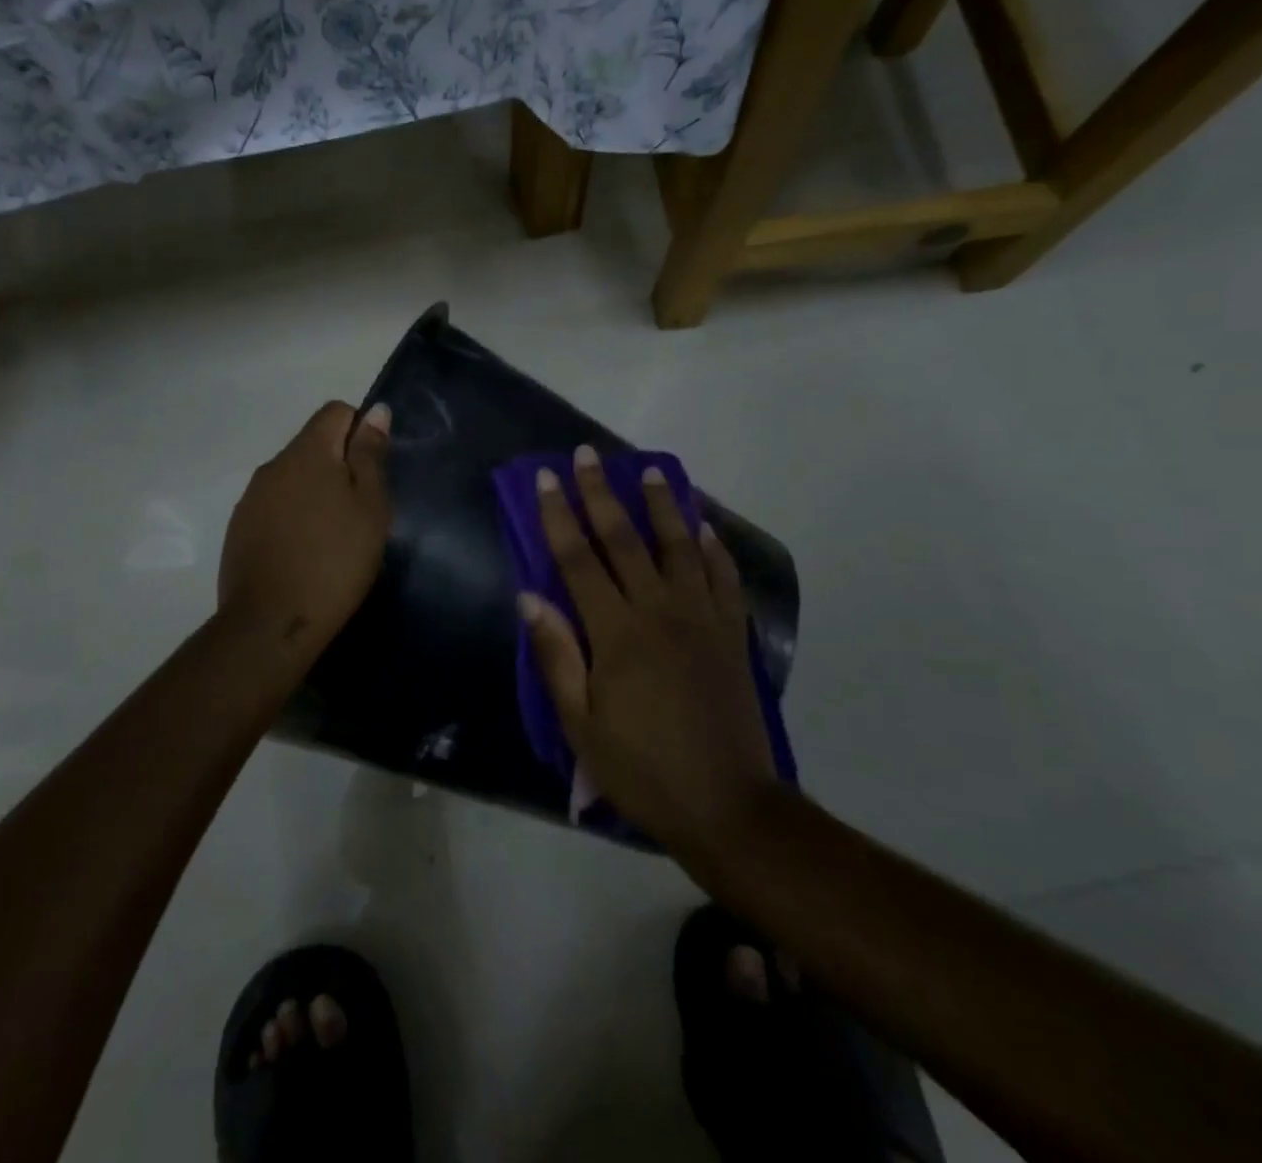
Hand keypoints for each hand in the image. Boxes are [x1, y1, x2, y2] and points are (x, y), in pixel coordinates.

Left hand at [218, 401, 391, 668]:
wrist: (271, 623)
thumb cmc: (334, 560)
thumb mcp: (369, 507)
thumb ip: (370, 455)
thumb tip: (375, 411)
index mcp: (306, 452)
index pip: (335, 412)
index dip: (361, 430)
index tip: (373, 472)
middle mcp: (273, 465)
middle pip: (313, 444)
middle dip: (339, 465)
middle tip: (361, 510)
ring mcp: (251, 498)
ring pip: (293, 477)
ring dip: (315, 492)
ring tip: (334, 535)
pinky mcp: (239, 528)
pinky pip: (275, 505)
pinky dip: (294, 516)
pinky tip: (305, 551)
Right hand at [520, 446, 778, 855]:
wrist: (728, 806)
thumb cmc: (642, 768)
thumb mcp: (581, 725)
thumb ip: (557, 656)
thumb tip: (529, 596)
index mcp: (617, 632)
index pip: (579, 559)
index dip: (559, 515)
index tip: (547, 478)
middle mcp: (660, 610)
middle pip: (625, 539)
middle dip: (602, 493)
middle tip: (589, 455)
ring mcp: (702, 618)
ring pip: (679, 546)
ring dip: (663, 505)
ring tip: (652, 471)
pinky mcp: (732, 634)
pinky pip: (724, 577)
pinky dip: (713, 547)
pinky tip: (704, 527)